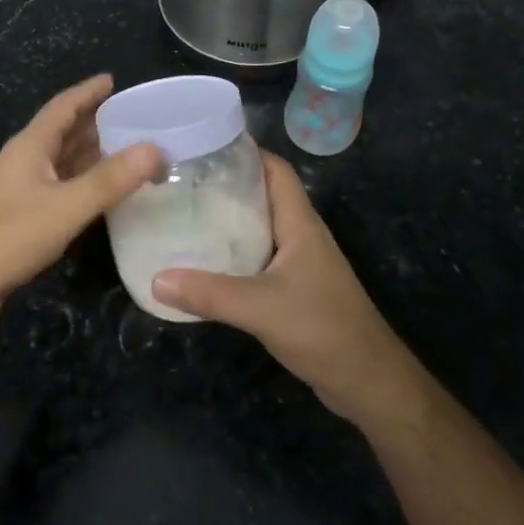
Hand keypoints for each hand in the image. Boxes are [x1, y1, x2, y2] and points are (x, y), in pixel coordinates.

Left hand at [0, 74, 159, 335]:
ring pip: (64, 164)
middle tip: (138, 120)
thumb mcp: (64, 207)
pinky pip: (61, 192)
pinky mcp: (21, 221)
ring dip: (93, 156)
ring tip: (131, 153)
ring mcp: (21, 192)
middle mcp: (26, 163)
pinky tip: (104, 197)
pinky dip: (84, 187)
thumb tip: (156, 148)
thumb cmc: (4, 237)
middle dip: (98, 123)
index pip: (64, 107)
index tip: (114, 79)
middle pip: (65, 133)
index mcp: (31, 147)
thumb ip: (109, 180)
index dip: (89, 91)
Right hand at [152, 152, 426, 428]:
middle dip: (226, 184)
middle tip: (182, 179)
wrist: (367, 381)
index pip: (275, 170)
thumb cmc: (323, 329)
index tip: (204, 143)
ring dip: (227, 220)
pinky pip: (257, 257)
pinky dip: (232, 253)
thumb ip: (209, 293)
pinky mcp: (294, 288)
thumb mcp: (261, 307)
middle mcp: (299, 235)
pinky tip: (203, 262)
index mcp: (300, 223)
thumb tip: (156, 278)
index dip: (245, 151)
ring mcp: (298, 262)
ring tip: (184, 213)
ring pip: (259, 227)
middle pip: (263, 195)